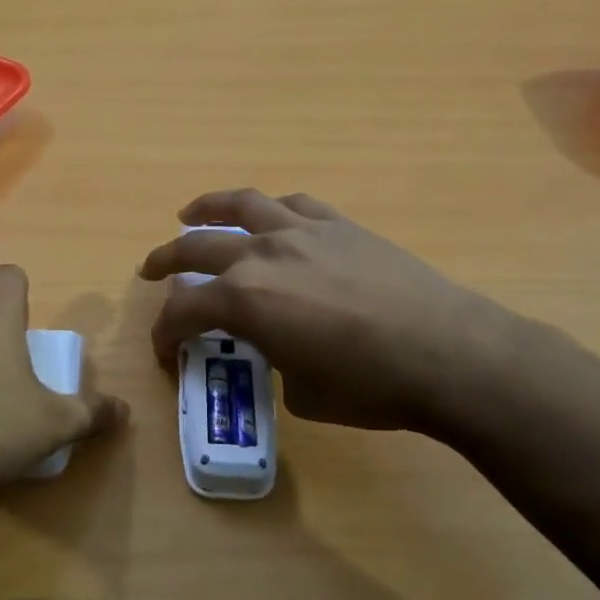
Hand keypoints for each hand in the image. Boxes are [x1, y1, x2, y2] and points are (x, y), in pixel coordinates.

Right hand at [138, 189, 529, 439]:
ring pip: (240, 205)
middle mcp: (262, 255)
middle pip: (196, 247)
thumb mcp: (303, 393)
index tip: (163, 349)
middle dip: (166, 261)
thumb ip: (275, 362)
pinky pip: (293, 205)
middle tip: (150, 270)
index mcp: (245, 300)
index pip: (184, 311)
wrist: (448, 353)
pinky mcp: (340, 225)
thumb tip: (279, 350)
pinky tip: (268, 216)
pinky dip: (269, 209)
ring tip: (190, 214)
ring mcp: (302, 232)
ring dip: (207, 209)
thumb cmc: (370, 386)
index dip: (165, 332)